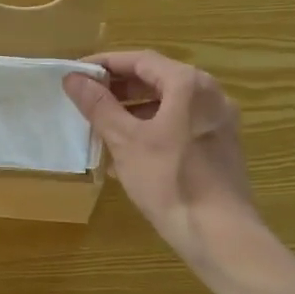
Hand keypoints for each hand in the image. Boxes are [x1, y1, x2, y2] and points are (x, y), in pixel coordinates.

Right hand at [64, 51, 257, 266]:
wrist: (219, 233)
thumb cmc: (169, 181)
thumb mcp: (126, 141)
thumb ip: (99, 106)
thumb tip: (74, 79)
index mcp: (189, 84)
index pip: (140, 60)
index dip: (105, 64)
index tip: (76, 75)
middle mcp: (210, 94)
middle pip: (157, 79)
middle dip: (119, 88)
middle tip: (86, 99)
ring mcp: (219, 121)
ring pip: (169, 104)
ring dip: (134, 110)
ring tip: (102, 126)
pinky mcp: (221, 147)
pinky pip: (181, 125)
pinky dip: (153, 128)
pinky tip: (129, 153)